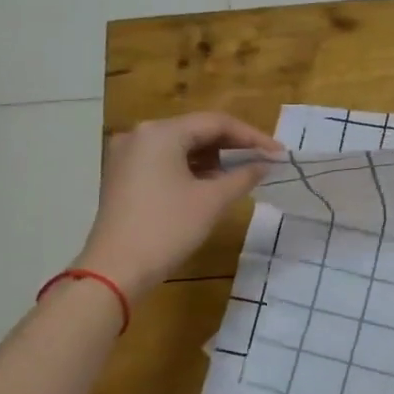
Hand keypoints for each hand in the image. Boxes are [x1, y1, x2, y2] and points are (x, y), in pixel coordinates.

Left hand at [75, 112, 282, 295]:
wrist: (115, 270)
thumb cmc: (167, 228)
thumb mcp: (212, 201)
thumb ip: (243, 176)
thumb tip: (265, 164)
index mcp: (161, 132)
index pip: (216, 123)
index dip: (252, 137)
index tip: (278, 153)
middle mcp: (140, 134)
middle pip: (197, 130)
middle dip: (232, 145)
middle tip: (263, 161)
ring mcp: (127, 155)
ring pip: (181, 146)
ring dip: (213, 157)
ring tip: (241, 173)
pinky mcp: (123, 175)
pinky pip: (165, 160)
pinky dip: (191, 168)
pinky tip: (211, 183)